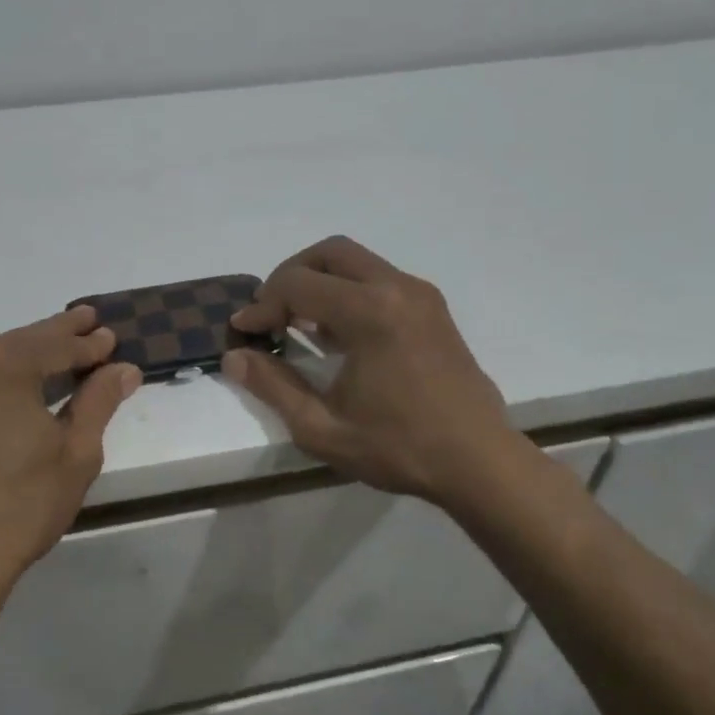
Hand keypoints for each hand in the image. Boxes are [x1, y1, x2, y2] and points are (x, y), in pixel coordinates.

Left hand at [0, 307, 140, 616]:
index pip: (57, 343)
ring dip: (15, 363)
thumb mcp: (74, 455)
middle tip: (83, 323)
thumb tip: (123, 368)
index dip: (89, 343)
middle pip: (17, 345)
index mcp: (1, 363)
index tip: (111, 336)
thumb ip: (98, 401)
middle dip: (54, 337)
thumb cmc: (17, 508)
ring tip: (43, 363)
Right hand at [222, 236, 517, 508]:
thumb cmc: (399, 448)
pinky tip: (337, 333)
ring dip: (320, 281)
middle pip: (329, 253)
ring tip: (298, 323)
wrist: (479, 461)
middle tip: (270, 314)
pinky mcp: (433, 309)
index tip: (244, 333)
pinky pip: (379, 279)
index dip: (262, 306)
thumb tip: (236, 357)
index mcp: (370, 312)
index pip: (298, 285)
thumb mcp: (322, 428)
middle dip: (290, 276)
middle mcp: (397, 288)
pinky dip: (348, 290)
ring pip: (357, 261)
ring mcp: (420, 295)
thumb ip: (273, 386)